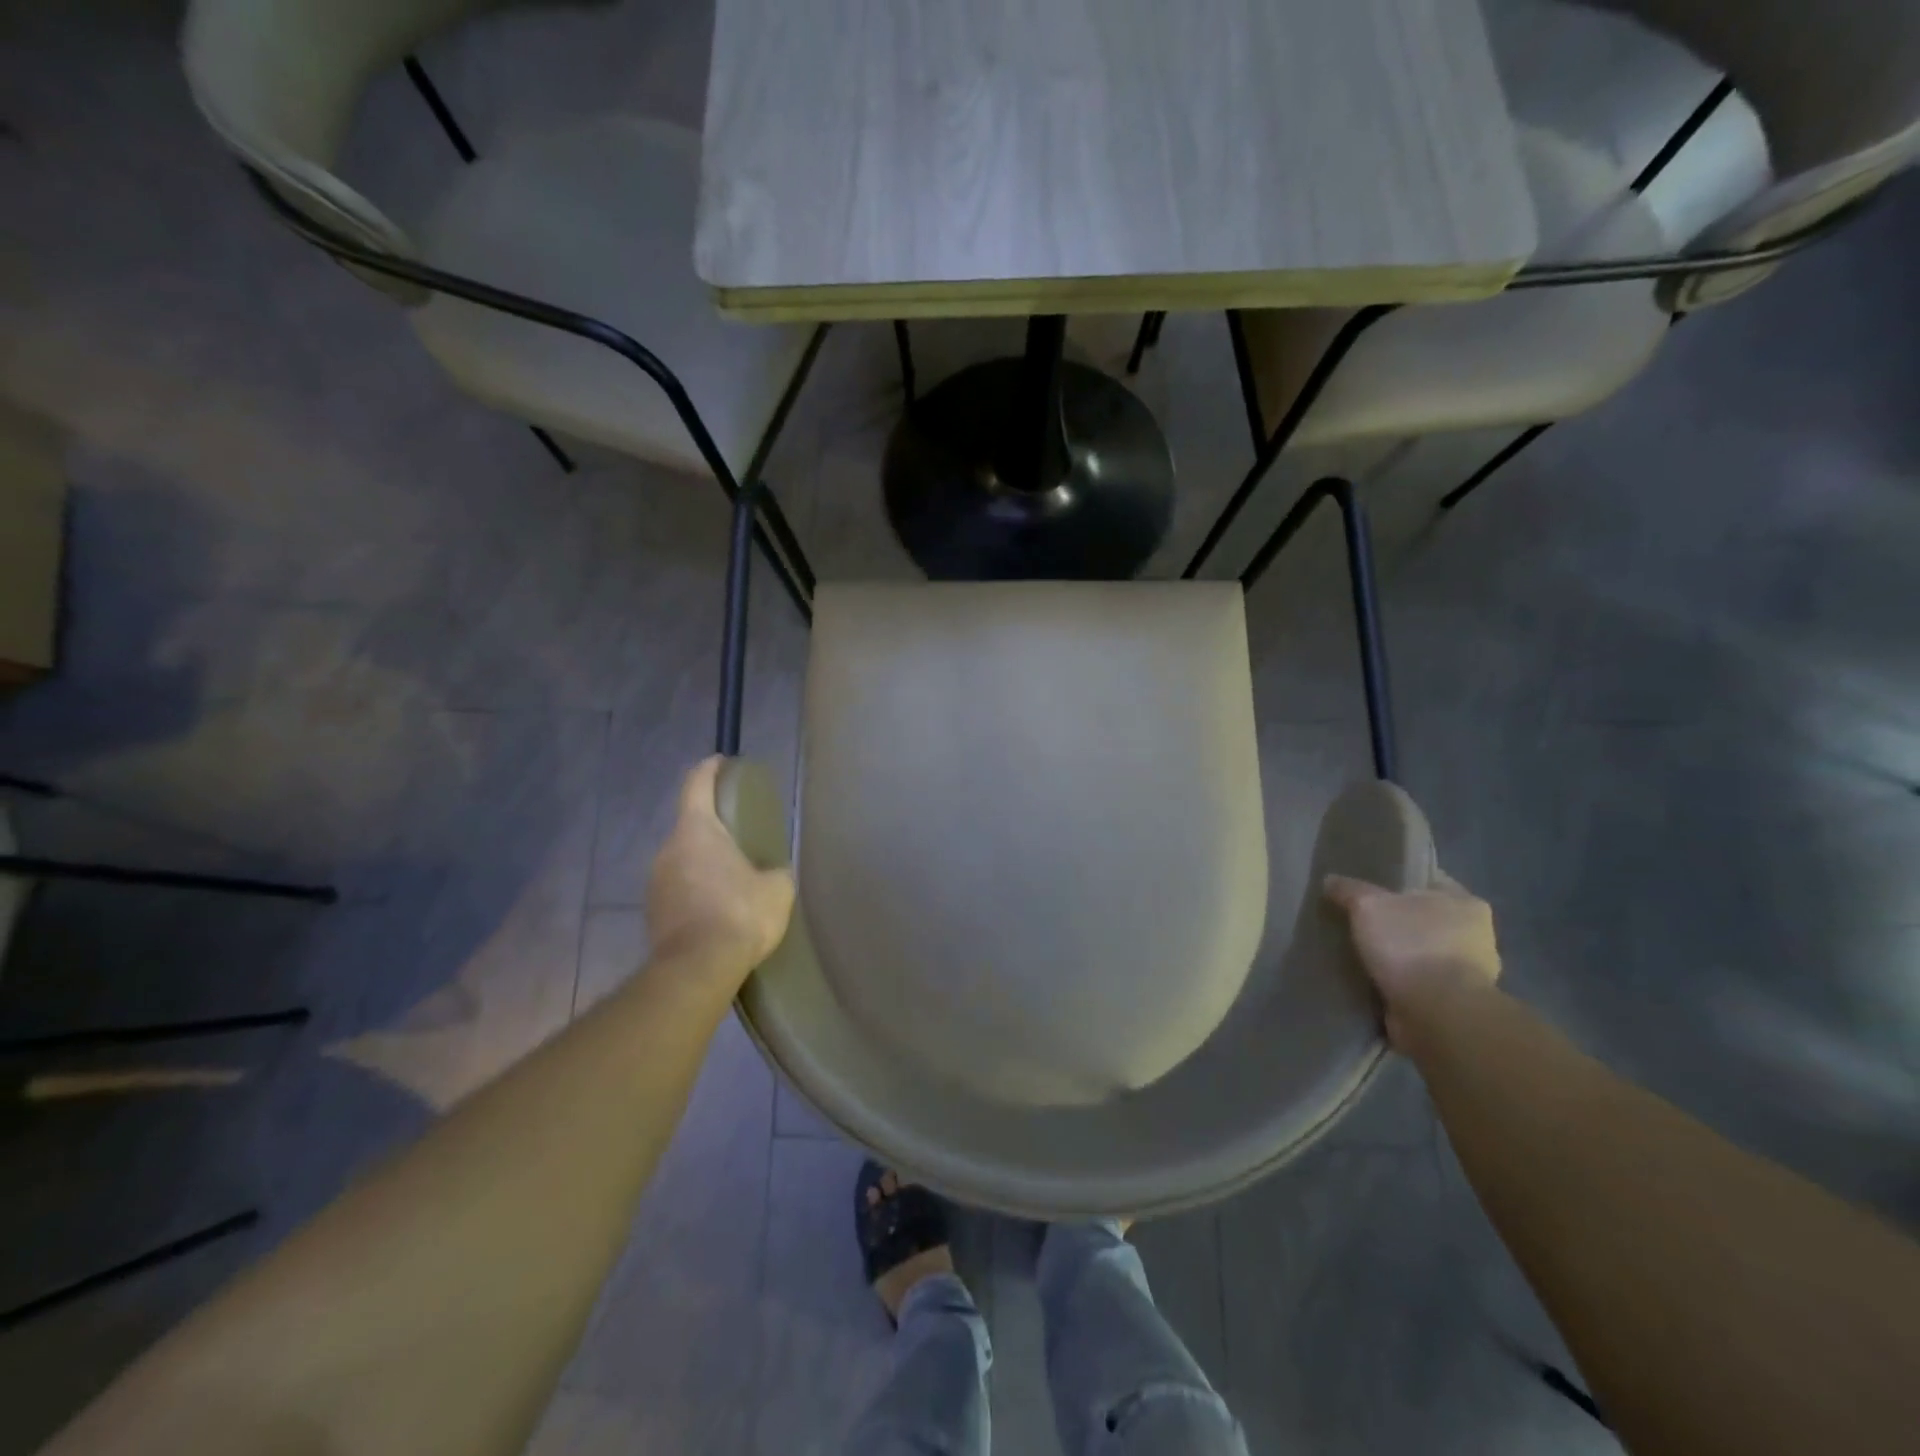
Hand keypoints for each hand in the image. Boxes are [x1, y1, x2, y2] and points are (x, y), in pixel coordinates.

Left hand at [647, 757, 795, 984]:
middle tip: (740, 835)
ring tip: (732, 877)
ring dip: (704, 862)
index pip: (696, 784)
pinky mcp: (653, 913)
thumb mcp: (777, 888)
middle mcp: (668, 849)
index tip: (721, 762)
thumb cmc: (740, 914)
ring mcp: (655, 883)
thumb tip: (771, 873)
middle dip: (713, 826)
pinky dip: (696, 890)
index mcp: (697, 830)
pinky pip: (678, 889)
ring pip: (682, 859)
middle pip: (690, 825)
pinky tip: (718, 909)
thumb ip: (774, 871)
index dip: (709, 769)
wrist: (697, 970)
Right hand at [1322, 871, 1501, 1049]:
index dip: (1398, 881)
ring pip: (1422, 953)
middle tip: (1359, 920)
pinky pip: (1418, 983)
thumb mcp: (1368, 905)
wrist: (1436, 1013)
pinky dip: (1399, 982)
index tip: (1368, 887)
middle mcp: (1475, 936)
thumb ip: (1348, 889)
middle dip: (1397, 921)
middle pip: (1426, 919)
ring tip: (1360, 953)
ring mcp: (1469, 974)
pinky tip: (1372, 980)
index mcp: (1466, 903)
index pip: (1429, 881)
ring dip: (1398, 955)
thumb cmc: (1411, 946)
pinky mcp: (1453, 1004)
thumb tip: (1330, 880)